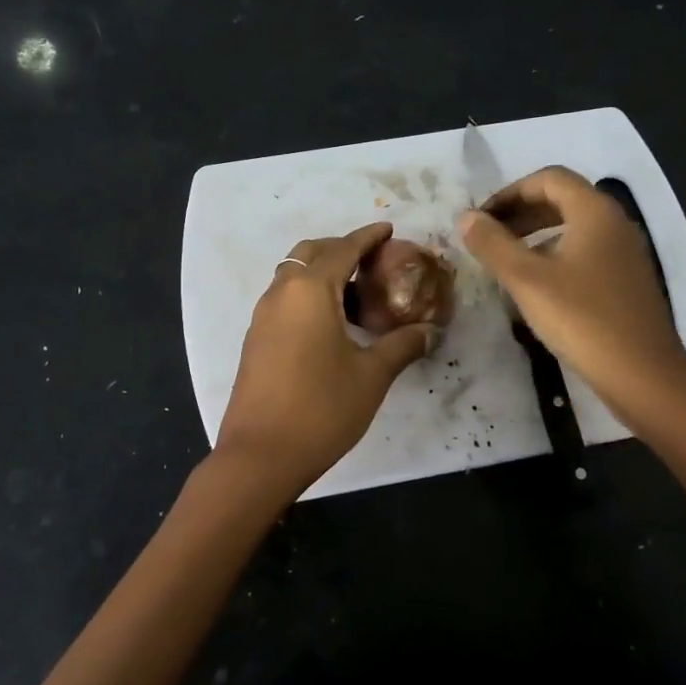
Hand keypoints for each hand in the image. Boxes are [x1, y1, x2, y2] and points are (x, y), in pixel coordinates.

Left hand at [217, 223, 437, 498]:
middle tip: (371, 262)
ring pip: (293, 276)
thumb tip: (429, 332)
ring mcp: (262, 316)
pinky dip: (307, 295)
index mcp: (310, 291)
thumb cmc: (322, 408)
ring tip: (355, 293)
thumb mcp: (372, 376)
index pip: (343, 249)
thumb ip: (402, 346)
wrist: (261, 455)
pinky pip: (284, 299)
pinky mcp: (255, 339)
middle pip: (310, 253)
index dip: (367, 236)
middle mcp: (281, 293)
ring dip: (321, 272)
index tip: (388, 229)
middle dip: (340, 248)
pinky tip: (330, 324)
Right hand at [460, 167, 685, 425]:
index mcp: (594, 212)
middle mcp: (614, 223)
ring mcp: (625, 254)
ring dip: (536, 235)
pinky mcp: (627, 282)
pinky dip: (555, 256)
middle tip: (488, 238)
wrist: (642, 375)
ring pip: (574, 229)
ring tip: (506, 262)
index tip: (482, 219)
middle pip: (562, 200)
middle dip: (521, 213)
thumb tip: (466, 217)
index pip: (549, 179)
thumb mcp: (526, 280)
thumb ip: (493, 244)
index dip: (510, 192)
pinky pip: (585, 253)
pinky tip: (536, 287)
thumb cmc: (581, 319)